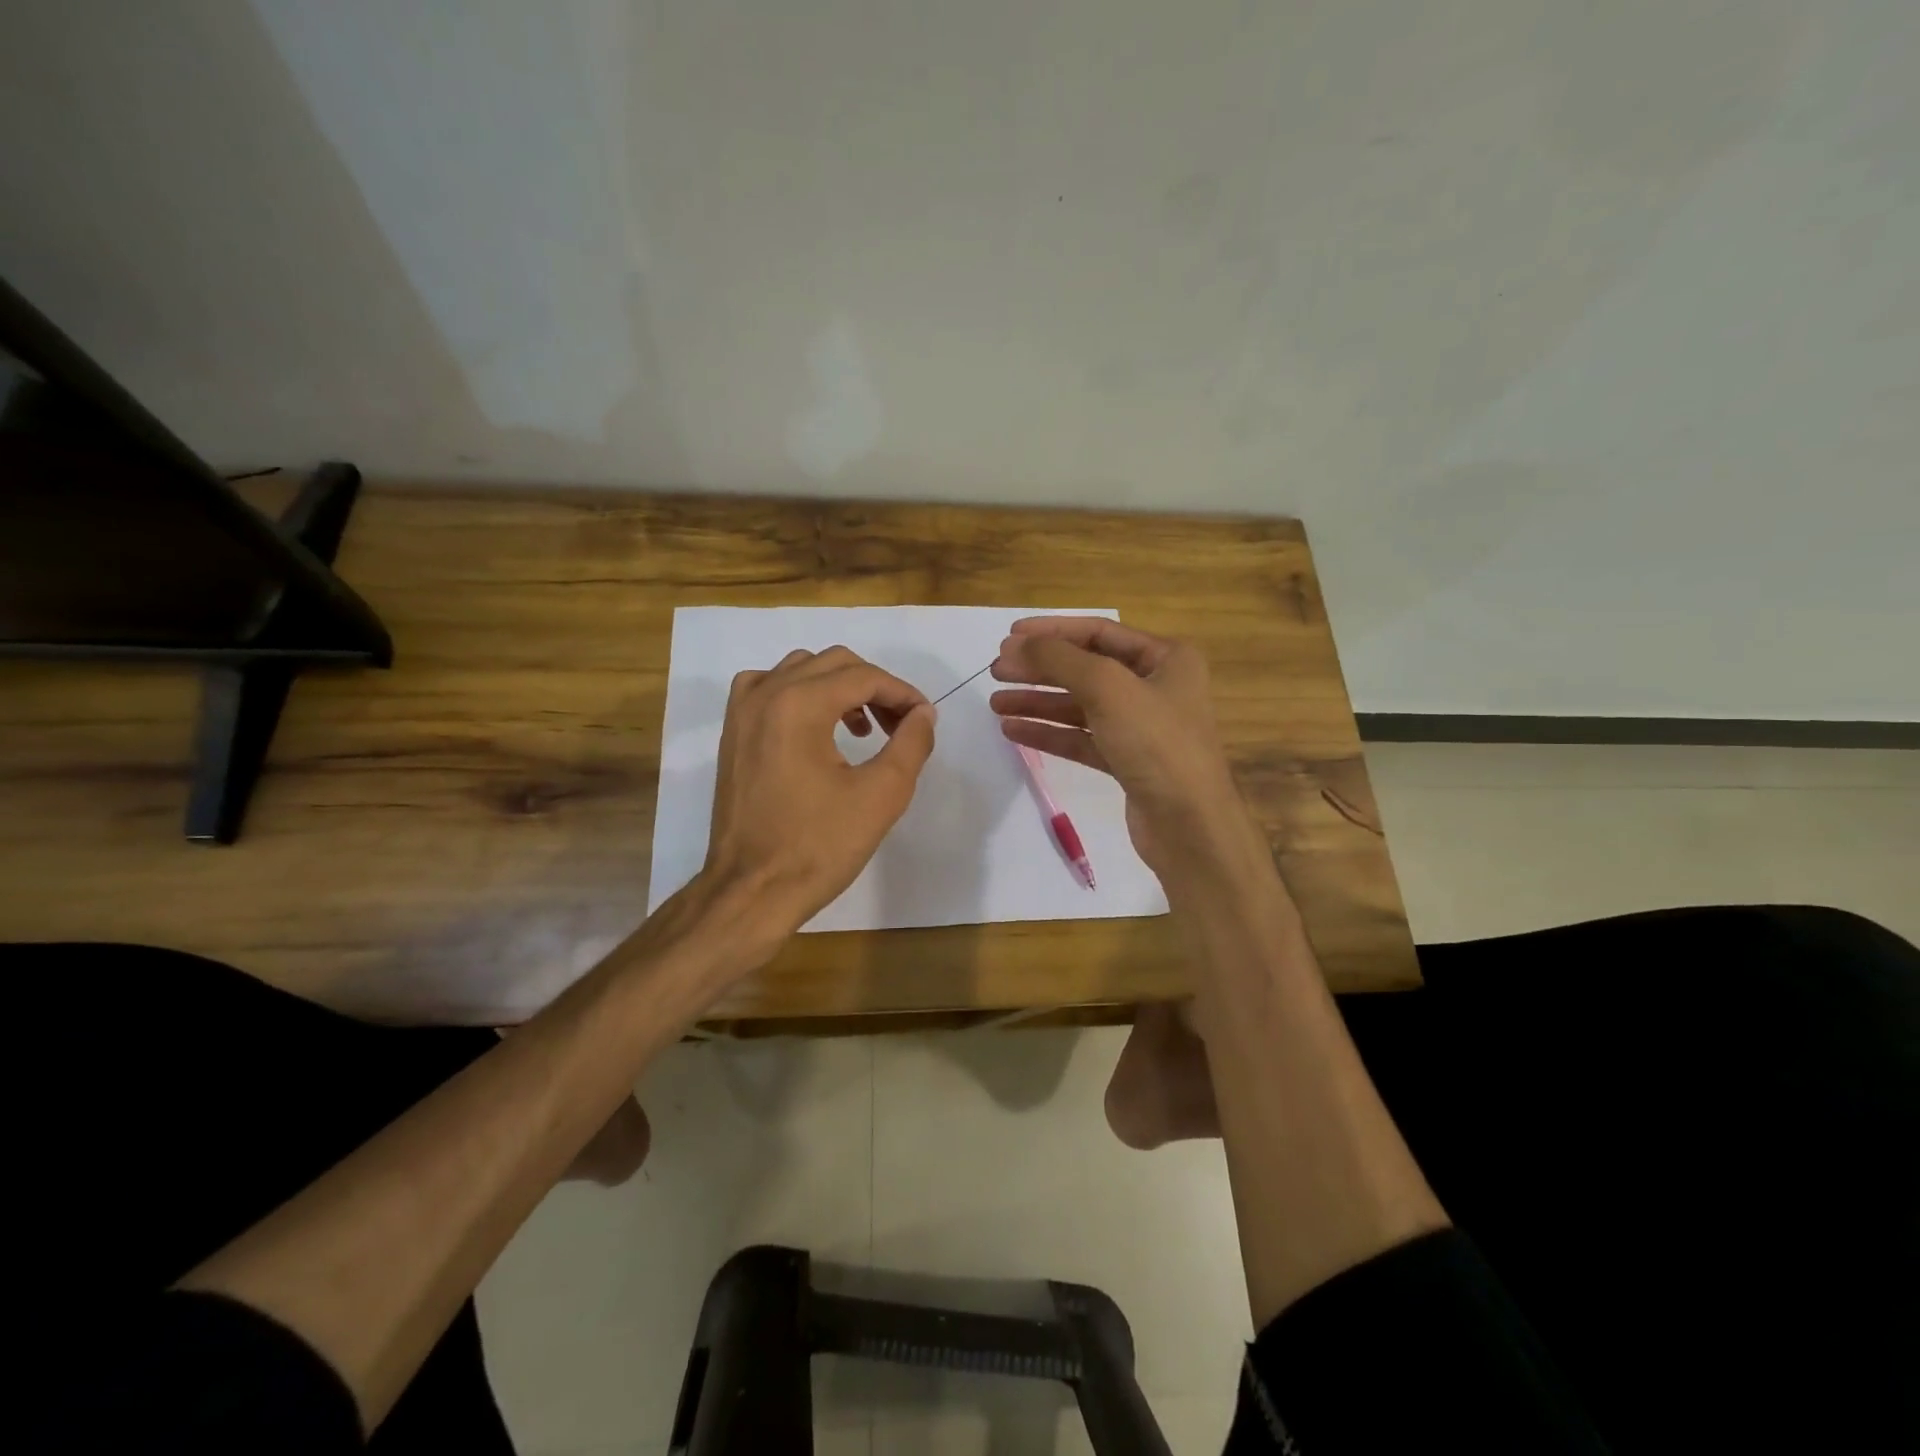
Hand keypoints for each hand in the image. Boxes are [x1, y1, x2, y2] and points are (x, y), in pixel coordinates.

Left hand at [700, 645, 935, 943]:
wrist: (751, 891)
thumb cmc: (818, 846)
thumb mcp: (882, 795)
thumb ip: (911, 744)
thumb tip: (923, 714)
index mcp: (799, 704)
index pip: (864, 676)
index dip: (902, 694)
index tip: (925, 720)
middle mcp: (765, 693)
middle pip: (834, 663)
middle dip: (875, 688)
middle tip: (900, 726)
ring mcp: (742, 711)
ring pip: (801, 670)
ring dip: (839, 688)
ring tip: (863, 729)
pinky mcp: (732, 733)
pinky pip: (771, 689)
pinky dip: (802, 695)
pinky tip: (818, 730)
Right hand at [988, 617, 1247, 880]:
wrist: (1189, 825)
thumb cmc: (1156, 744)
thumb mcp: (1108, 688)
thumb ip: (1060, 660)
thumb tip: (1017, 645)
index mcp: (1166, 658)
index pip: (1099, 632)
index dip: (1052, 631)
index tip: (1009, 638)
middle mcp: (1156, 687)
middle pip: (1086, 668)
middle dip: (1040, 669)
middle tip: (996, 672)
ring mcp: (1141, 726)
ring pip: (1080, 706)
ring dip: (1038, 702)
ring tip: (996, 703)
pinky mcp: (1127, 761)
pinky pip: (1081, 738)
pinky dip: (1049, 733)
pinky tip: (1013, 731)